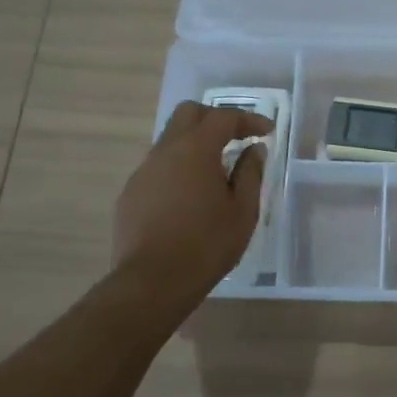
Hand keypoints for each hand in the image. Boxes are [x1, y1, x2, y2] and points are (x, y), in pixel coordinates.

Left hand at [112, 101, 272, 300]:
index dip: (248, 120)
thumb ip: (250, 173)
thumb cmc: (206, 244)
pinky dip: (178, 168)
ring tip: (215, 171)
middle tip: (236, 138)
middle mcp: (165, 151)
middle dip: (215, 119)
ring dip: (194, 144)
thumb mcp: (243, 211)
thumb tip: (253, 150)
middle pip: (188, 114)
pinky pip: (158, 167)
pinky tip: (189, 197)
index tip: (266, 131)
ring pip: (170, 140)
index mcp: (195, 149)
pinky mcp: (130, 193)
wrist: (152, 282)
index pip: (223, 117)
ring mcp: (143, 172)